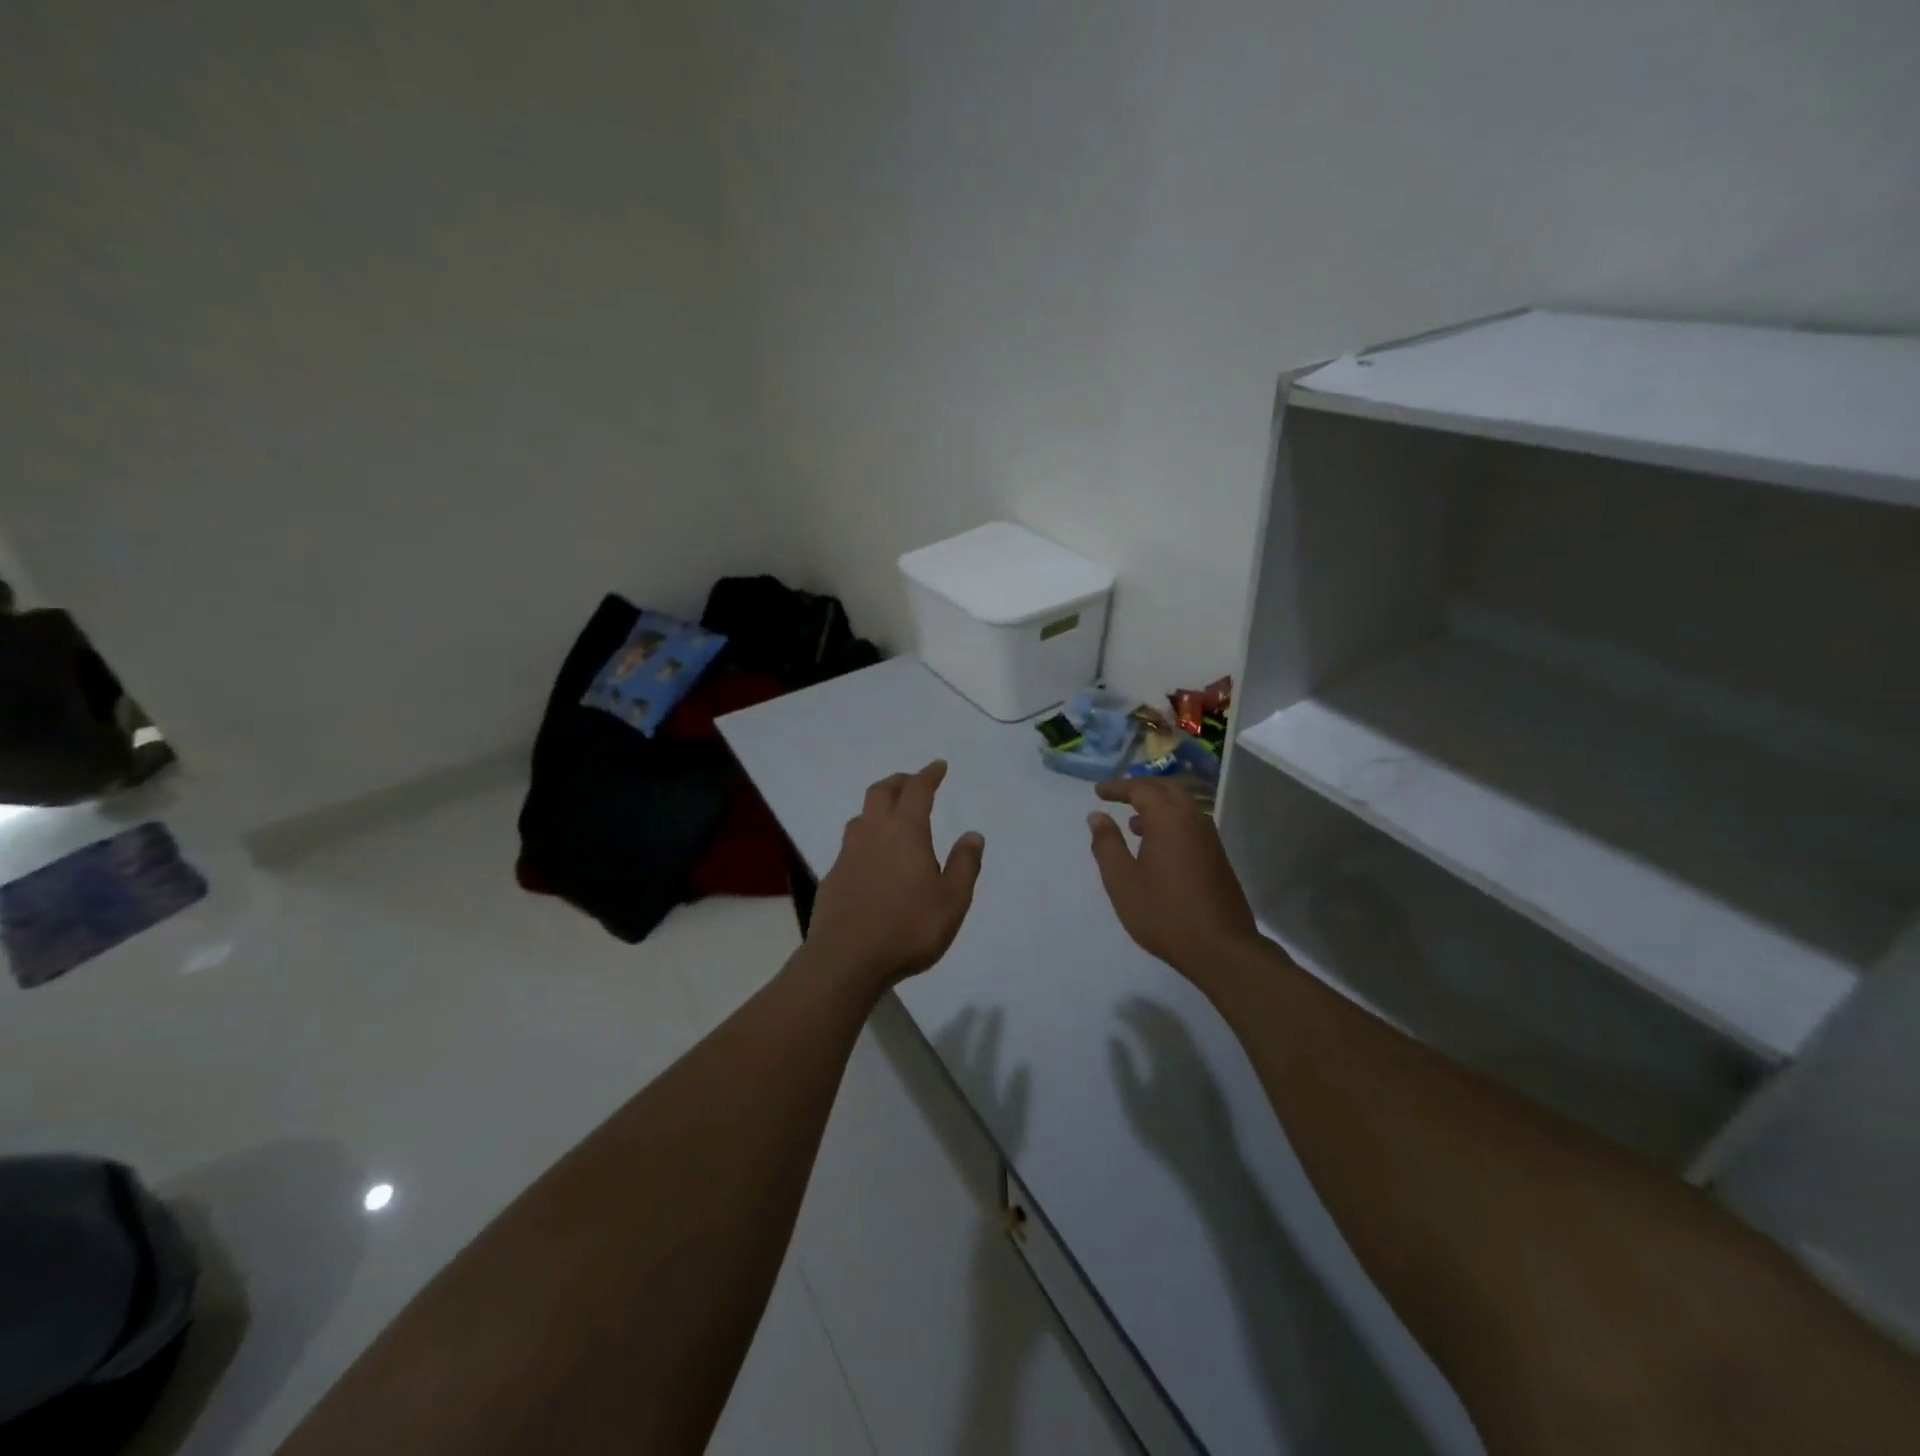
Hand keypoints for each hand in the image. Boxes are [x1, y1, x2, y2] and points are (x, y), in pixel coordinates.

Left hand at [807, 760, 984, 992]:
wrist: (846, 959)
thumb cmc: (908, 927)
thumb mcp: (952, 900)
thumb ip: (964, 865)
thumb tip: (972, 834)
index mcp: (906, 832)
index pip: (917, 790)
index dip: (928, 774)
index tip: (938, 766)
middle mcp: (873, 833)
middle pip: (881, 792)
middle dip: (899, 782)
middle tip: (912, 783)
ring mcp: (848, 854)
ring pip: (861, 816)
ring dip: (877, 807)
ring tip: (891, 816)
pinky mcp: (832, 876)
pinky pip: (850, 844)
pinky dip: (865, 838)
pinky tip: (871, 858)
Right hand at [1087, 779, 1258, 977]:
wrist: (1221, 948)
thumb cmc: (1164, 913)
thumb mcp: (1122, 880)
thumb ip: (1107, 844)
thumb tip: (1097, 816)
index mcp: (1169, 820)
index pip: (1141, 789)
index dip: (1118, 787)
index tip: (1098, 792)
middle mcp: (1193, 820)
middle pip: (1166, 789)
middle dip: (1140, 788)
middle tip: (1117, 795)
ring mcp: (1210, 838)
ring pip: (1182, 806)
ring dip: (1157, 805)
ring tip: (1133, 822)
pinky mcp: (1218, 857)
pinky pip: (1191, 824)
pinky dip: (1171, 821)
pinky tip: (1157, 846)